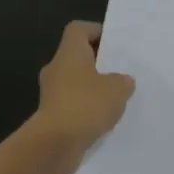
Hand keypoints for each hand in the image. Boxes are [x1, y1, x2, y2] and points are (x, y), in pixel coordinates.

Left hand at [34, 21, 135, 158]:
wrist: (56, 144)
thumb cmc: (86, 104)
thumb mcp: (118, 89)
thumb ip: (123, 81)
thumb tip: (121, 81)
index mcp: (69, 53)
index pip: (78, 30)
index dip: (96, 30)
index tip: (114, 42)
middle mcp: (56, 69)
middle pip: (77, 57)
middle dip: (98, 63)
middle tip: (120, 71)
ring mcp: (51, 94)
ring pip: (75, 83)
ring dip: (92, 88)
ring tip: (116, 98)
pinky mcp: (51, 116)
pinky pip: (72, 105)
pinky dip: (86, 109)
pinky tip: (103, 119)